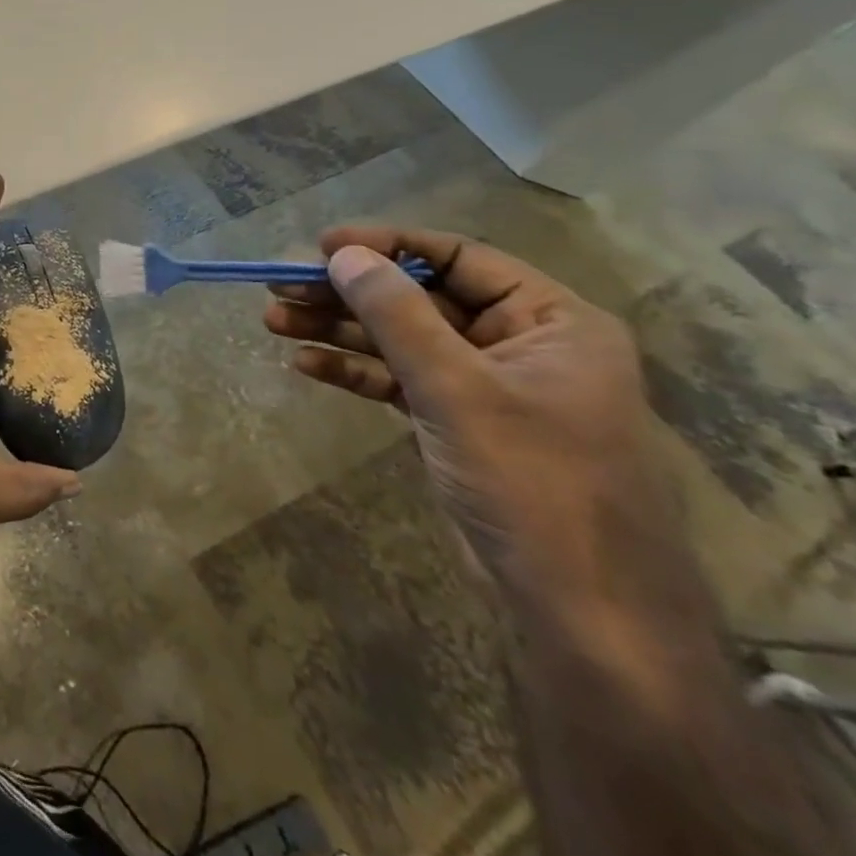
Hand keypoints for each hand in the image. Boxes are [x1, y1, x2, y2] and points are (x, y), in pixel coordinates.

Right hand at [264, 227, 673, 617]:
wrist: (580, 610)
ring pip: (401, 339)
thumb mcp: (456, 387)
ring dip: (339, 329)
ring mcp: (487, 386)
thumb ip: (396, 313)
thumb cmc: (531, 481)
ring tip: (274, 320)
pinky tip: (306, 364)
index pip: (458, 257)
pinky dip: (355, 371)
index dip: (387, 245)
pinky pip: (399, 379)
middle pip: (418, 298)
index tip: (322, 246)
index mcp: (550, 320)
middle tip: (281, 286)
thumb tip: (344, 254)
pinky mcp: (458, 422)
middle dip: (348, 293)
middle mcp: (521, 343)